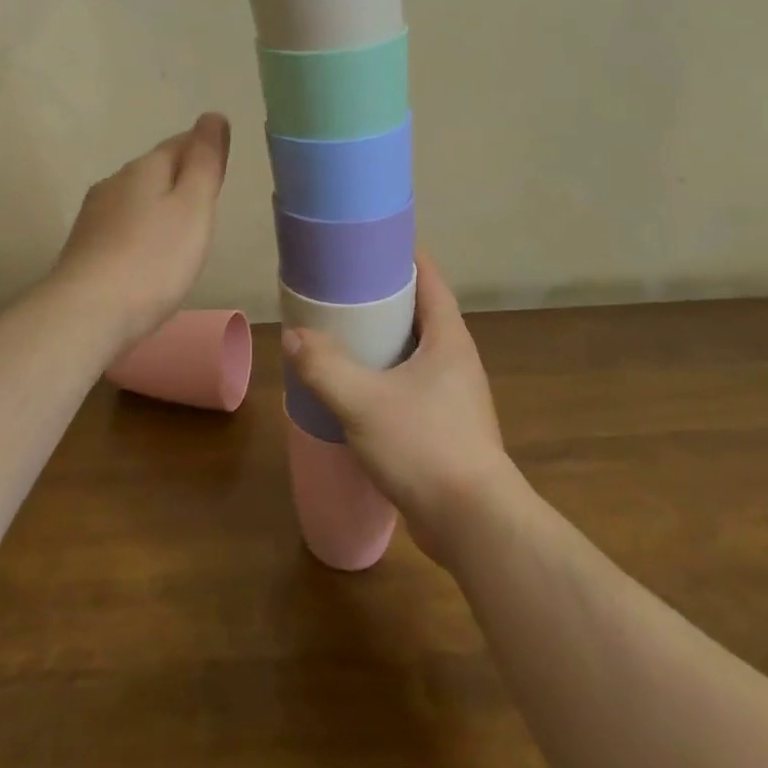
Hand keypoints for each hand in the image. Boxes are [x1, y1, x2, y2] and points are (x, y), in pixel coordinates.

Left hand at [51, 113, 230, 346]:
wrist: (87, 314)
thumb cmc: (153, 259)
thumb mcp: (193, 207)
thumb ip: (205, 162)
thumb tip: (213, 116)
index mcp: (144, 169)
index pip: (179, 143)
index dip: (203, 148)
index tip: (221, 162)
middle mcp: (114, 183)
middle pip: (155, 170)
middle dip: (180, 178)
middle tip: (207, 198)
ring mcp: (95, 216)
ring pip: (136, 199)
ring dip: (159, 207)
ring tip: (182, 229)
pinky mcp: (85, 248)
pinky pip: (123, 228)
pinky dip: (142, 232)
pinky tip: (149, 255)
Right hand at [284, 251, 515, 561]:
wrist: (474, 524)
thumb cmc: (424, 446)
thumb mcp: (363, 402)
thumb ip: (324, 367)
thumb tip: (294, 337)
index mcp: (448, 338)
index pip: (430, 279)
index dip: (403, 255)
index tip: (369, 243)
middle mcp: (457, 360)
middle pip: (421, 313)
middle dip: (385, 298)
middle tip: (342, 289)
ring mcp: (455, 396)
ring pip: (416, 352)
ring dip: (384, 341)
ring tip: (342, 335)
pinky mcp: (447, 427)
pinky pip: (413, 386)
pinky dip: (386, 376)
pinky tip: (357, 390)